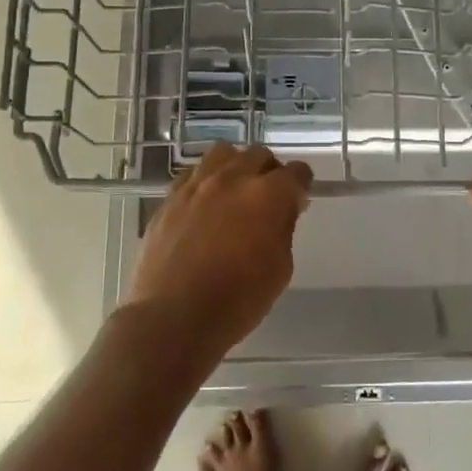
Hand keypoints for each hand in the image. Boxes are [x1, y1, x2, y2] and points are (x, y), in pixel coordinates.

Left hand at [126, 142, 312, 356]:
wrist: (174, 316)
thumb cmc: (238, 300)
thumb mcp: (280, 268)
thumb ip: (283, 228)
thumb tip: (281, 211)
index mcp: (267, 195)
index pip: (297, 172)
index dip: (302, 185)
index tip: (299, 201)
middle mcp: (233, 178)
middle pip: (259, 154)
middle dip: (270, 172)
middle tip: (269, 198)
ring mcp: (197, 185)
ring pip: (223, 154)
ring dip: (236, 167)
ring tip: (235, 191)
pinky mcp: (169, 198)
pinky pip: (193, 174)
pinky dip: (206, 182)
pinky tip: (205, 204)